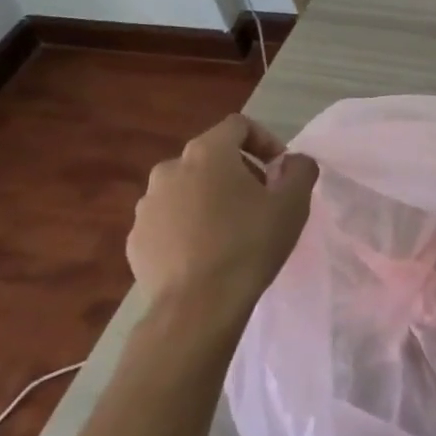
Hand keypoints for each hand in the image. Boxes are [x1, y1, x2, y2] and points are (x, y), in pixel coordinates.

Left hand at [127, 114, 318, 342]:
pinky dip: (187, 226)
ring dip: (209, 199)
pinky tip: (204, 254)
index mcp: (207, 152)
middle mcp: (170, 169)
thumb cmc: (249, 245)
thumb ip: (300, 169)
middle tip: (259, 202)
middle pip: (211, 157)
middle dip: (238, 172)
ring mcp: (147, 205)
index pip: (238, 126)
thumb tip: (292, 162)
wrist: (197, 309)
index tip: (279, 171)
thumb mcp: (293, 203)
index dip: (265, 141)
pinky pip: (168, 220)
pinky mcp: (135, 239)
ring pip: (187, 189)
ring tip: (230, 231)